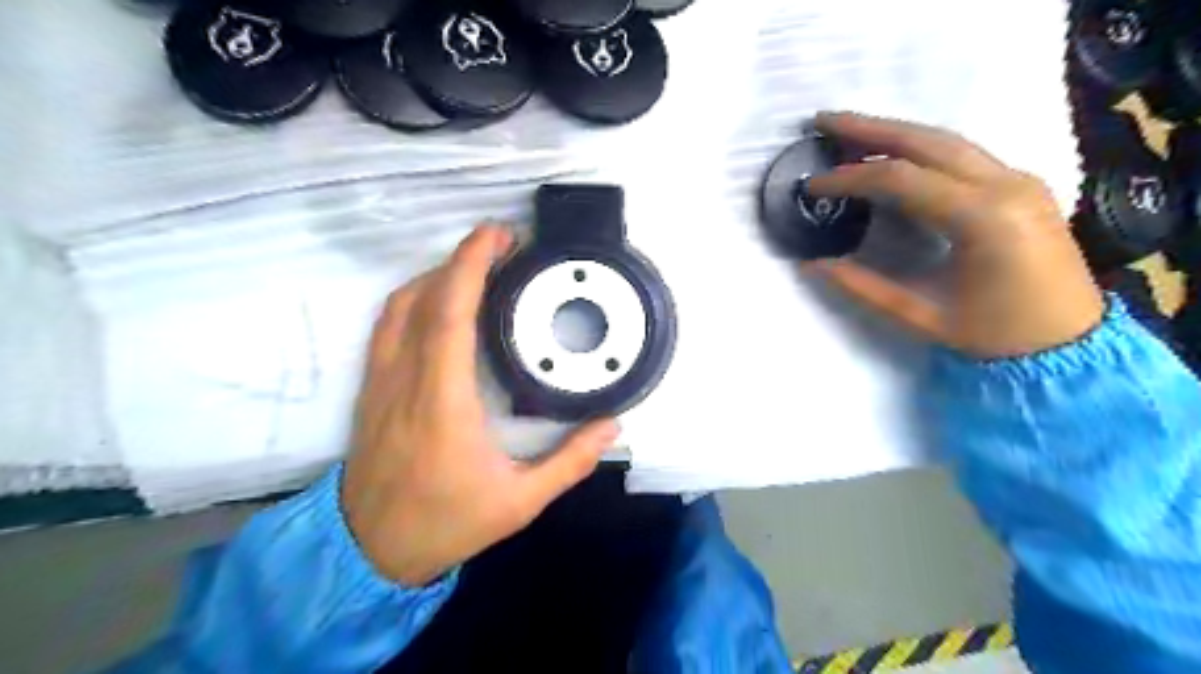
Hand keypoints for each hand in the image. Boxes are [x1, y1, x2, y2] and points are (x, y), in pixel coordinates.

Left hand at [341, 225, 612, 584]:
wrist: (371, 550)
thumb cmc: (447, 522)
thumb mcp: (520, 502)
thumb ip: (571, 462)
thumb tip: (612, 425)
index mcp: (443, 401)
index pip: (450, 312)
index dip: (471, 264)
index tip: (499, 236)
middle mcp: (405, 380)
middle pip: (423, 296)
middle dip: (461, 258)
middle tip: (502, 244)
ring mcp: (381, 381)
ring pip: (398, 306)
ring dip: (437, 275)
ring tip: (476, 269)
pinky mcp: (371, 388)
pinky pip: (387, 325)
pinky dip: (414, 298)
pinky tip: (440, 302)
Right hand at [805, 113, 1105, 361]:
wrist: (1070, 344)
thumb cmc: (995, 336)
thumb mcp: (921, 316)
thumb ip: (862, 287)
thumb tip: (812, 265)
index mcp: (982, 218)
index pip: (900, 179)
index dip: (849, 178)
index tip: (811, 185)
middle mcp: (1005, 184)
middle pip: (926, 140)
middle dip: (868, 128)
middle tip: (823, 122)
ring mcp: (1019, 179)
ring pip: (947, 139)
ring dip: (894, 132)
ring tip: (849, 129)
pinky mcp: (1021, 185)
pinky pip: (963, 154)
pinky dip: (920, 148)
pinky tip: (893, 153)